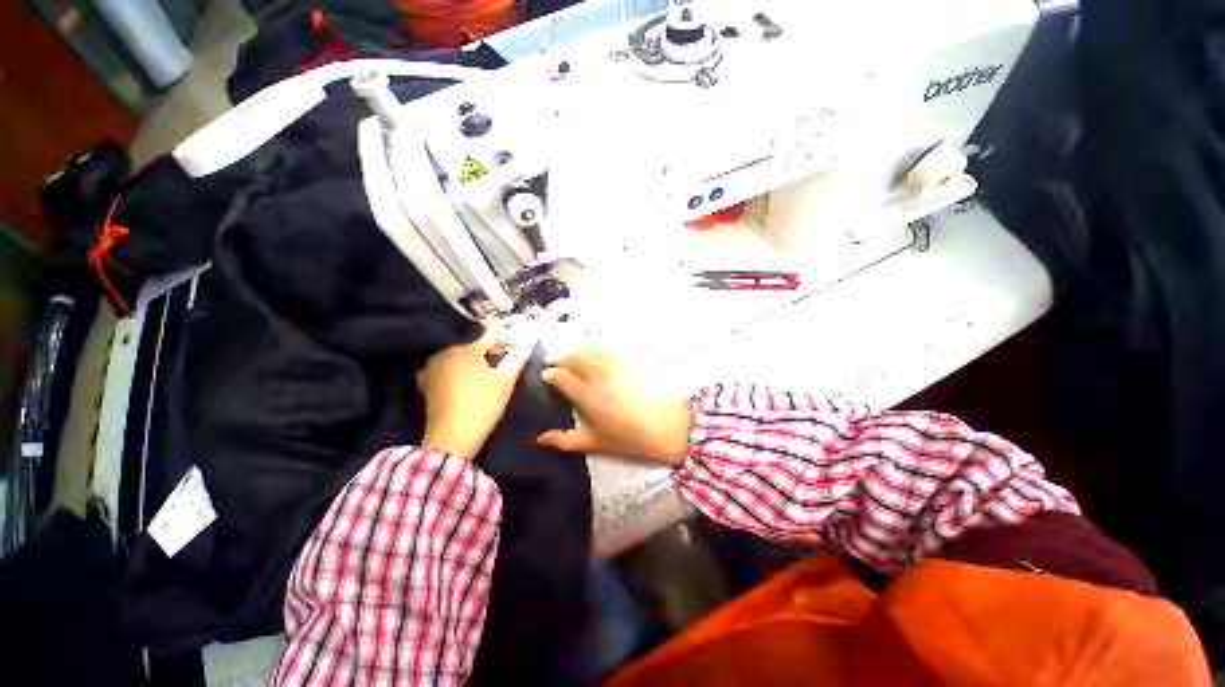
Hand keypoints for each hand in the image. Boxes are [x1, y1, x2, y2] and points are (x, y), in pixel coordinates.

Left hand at [417, 333, 528, 459]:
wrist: (452, 438)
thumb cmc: (482, 404)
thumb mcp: (505, 380)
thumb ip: (517, 358)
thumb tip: (527, 344)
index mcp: (464, 348)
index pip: (491, 335)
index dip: (508, 339)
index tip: (521, 347)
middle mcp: (444, 352)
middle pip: (474, 344)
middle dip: (492, 349)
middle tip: (508, 359)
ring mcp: (432, 367)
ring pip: (461, 356)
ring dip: (477, 359)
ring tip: (491, 369)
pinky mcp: (427, 382)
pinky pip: (449, 368)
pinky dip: (462, 369)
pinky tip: (471, 379)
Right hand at [536, 350, 692, 466]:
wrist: (670, 425)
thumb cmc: (631, 438)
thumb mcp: (596, 442)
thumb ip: (565, 440)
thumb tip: (539, 440)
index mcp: (587, 394)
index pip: (560, 376)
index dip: (549, 374)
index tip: (545, 377)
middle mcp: (598, 373)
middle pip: (572, 357)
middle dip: (559, 359)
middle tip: (553, 364)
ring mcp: (616, 362)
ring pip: (589, 349)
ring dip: (575, 351)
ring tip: (571, 358)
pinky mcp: (631, 357)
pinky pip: (607, 346)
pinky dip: (595, 347)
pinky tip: (595, 352)